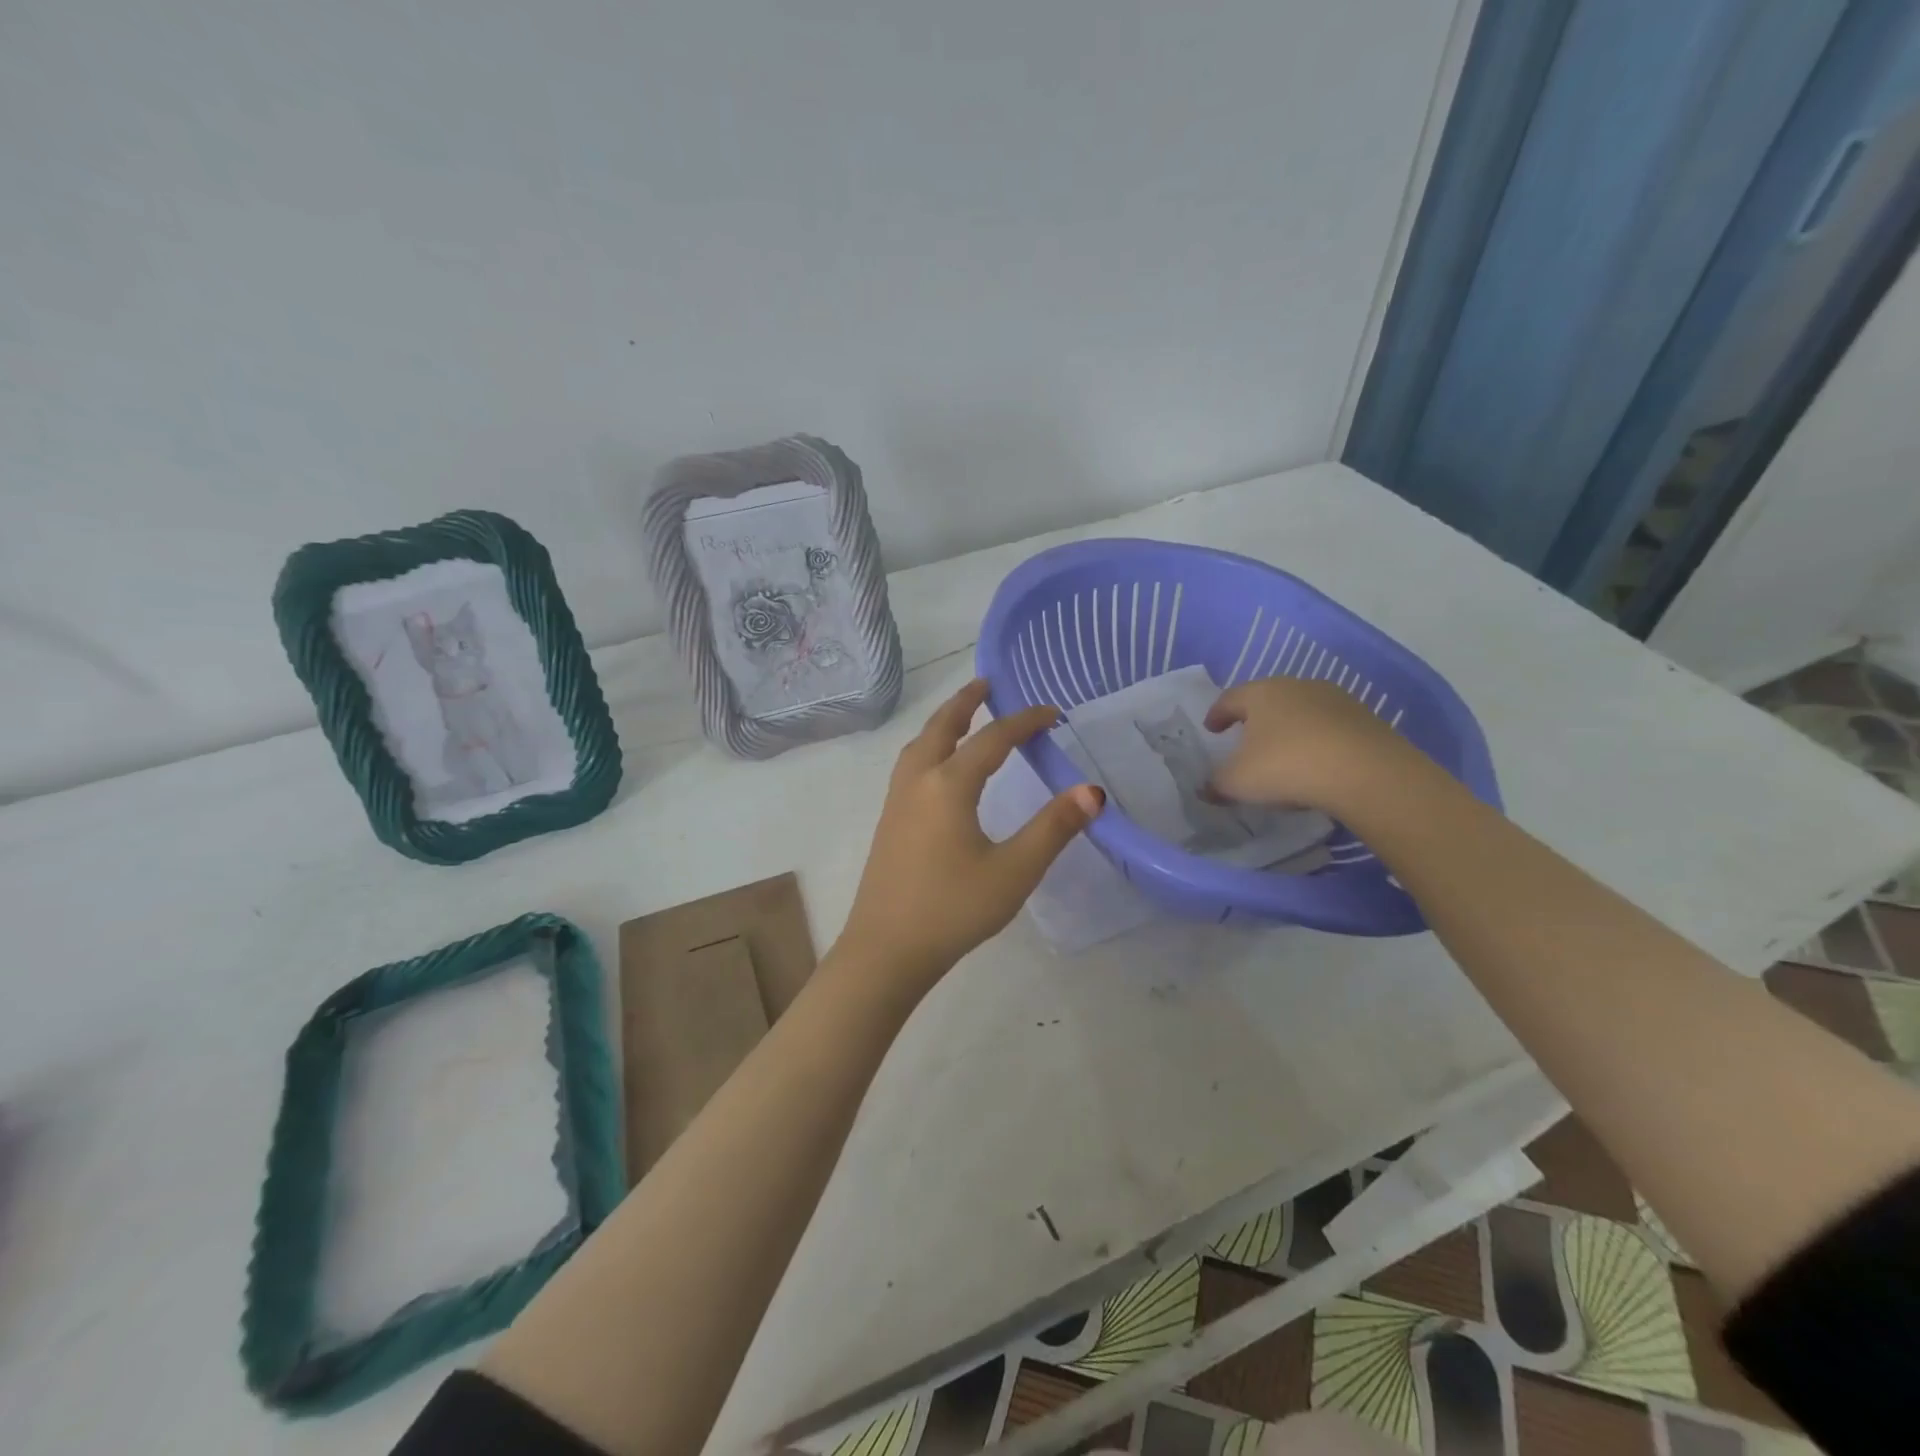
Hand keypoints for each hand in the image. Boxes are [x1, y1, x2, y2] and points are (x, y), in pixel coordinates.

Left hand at [837, 679, 1104, 987]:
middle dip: (967, 702)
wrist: (885, 951)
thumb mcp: (1013, 871)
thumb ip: (1053, 828)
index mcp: (948, 785)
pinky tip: (938, 768)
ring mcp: (896, 801)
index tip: (1053, 713)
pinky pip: (910, 765)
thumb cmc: (953, 909)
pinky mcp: (888, 822)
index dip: (1025, 722)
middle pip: (942, 727)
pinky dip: (929, 746)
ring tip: (964, 716)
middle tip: (988, 684)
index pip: (993, 739)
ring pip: (920, 744)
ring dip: (943, 722)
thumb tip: (1092, 791)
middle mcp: (918, 781)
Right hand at [1205, 676, 1418, 813]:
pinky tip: (1317, 763)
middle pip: (1268, 699)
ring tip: (1284, 753)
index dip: (1217, 714)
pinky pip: (1329, 727)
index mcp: (1261, 693)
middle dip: (1255, 718)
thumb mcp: (1238, 782)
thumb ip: (1216, 784)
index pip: (1230, 698)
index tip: (1212, 729)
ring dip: (1289, 728)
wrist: (1367, 773)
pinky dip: (1317, 740)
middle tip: (1245, 738)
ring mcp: (1335, 699)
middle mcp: (1297, 686)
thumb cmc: (1287, 766)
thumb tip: (1205, 788)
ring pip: (1301, 711)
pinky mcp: (1364, 718)